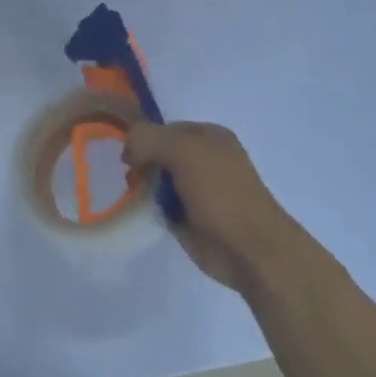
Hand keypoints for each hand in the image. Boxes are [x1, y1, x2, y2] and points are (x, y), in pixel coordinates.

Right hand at [122, 121, 306, 292]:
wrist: (248, 248)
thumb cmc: (221, 193)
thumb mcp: (184, 151)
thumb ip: (149, 139)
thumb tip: (127, 152)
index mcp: (209, 136)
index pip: (164, 128)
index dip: (144, 139)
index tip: (130, 159)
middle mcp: (204, 159)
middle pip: (158, 153)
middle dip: (142, 164)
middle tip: (133, 180)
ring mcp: (196, 189)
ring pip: (156, 179)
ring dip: (143, 187)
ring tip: (138, 199)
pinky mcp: (189, 215)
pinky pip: (160, 204)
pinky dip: (149, 207)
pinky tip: (145, 213)